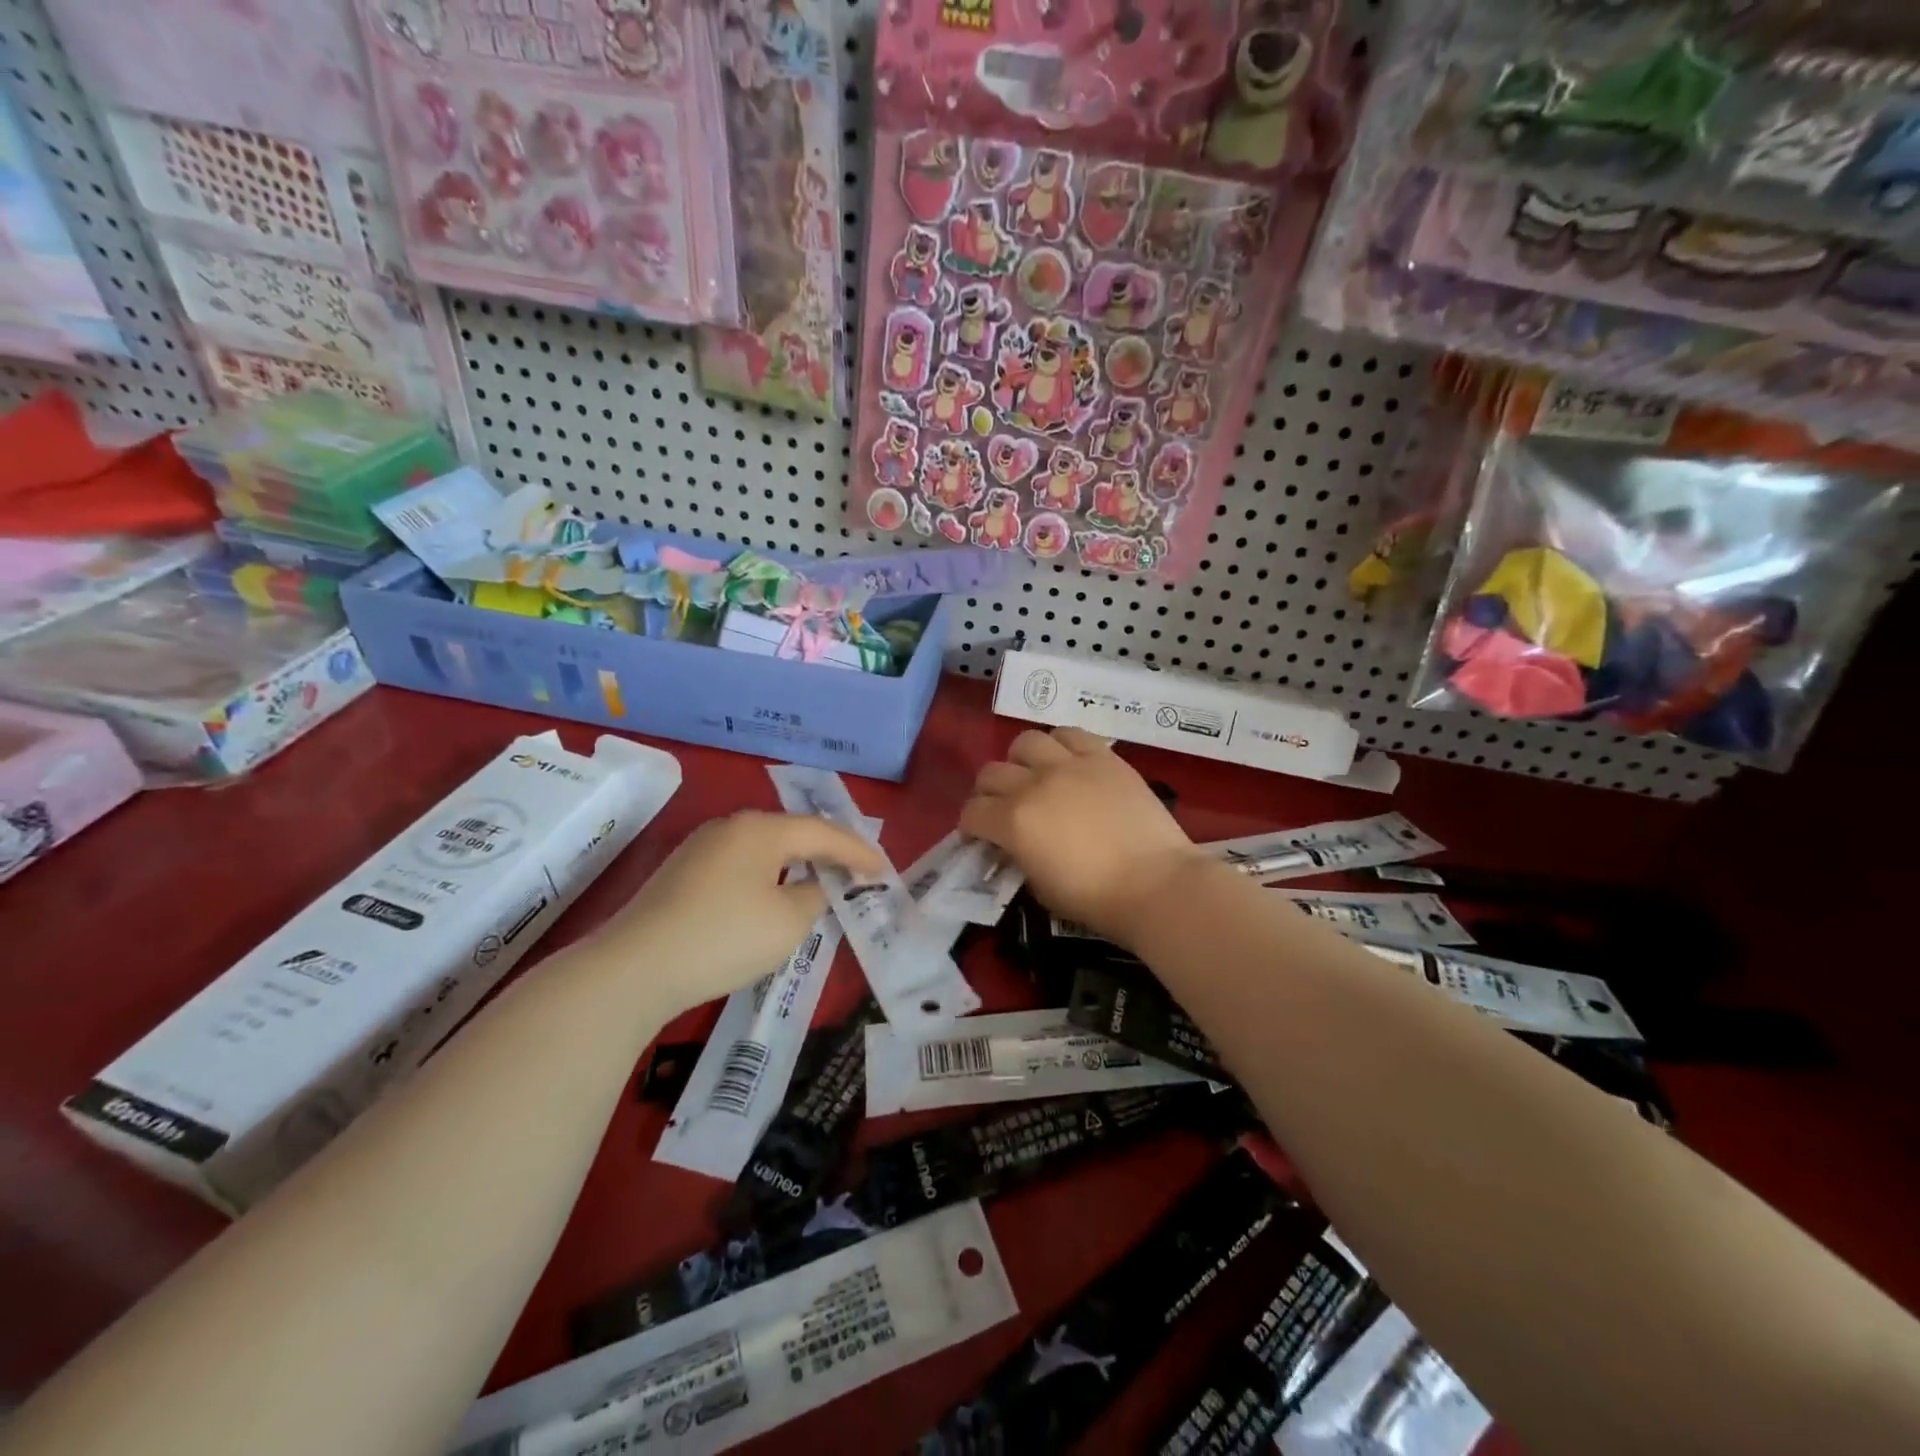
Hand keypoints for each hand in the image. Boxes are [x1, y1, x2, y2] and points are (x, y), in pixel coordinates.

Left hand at [582, 811, 883, 1014]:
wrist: (634, 968)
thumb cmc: (724, 938)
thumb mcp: (788, 922)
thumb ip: (814, 897)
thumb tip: (811, 887)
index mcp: (761, 829)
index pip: (823, 832)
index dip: (858, 851)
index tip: (883, 869)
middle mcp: (731, 827)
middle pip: (792, 833)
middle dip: (827, 851)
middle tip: (856, 869)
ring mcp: (701, 847)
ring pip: (764, 848)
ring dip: (796, 863)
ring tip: (820, 879)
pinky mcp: (682, 873)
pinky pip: (740, 864)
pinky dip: (767, 876)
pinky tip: (772, 895)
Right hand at [961, 728, 1206, 947]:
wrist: (1155, 883)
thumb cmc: (1095, 899)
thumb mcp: (1040, 887)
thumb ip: (1019, 857)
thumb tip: (1014, 845)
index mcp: (1013, 822)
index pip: (972, 812)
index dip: (971, 825)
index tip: (981, 836)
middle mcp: (1034, 785)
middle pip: (991, 773)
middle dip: (989, 793)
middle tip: (1002, 808)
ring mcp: (1069, 765)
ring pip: (1025, 742)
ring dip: (1021, 761)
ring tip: (1035, 776)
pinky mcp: (1102, 757)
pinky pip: (1070, 734)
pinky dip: (1060, 744)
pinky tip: (1067, 761)